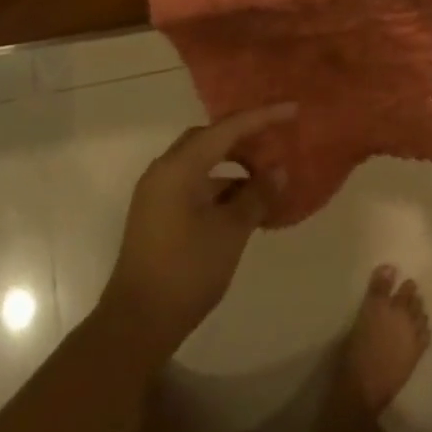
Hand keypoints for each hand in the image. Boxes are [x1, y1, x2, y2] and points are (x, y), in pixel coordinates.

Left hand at [96, 103, 298, 358]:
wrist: (138, 321)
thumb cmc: (187, 270)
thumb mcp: (230, 231)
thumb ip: (256, 195)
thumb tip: (278, 172)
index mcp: (178, 168)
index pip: (226, 129)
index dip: (262, 117)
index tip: (293, 110)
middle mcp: (164, 172)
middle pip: (210, 140)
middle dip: (245, 139)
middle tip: (278, 143)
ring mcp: (158, 193)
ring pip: (202, 163)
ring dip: (234, 166)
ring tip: (268, 179)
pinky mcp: (159, 214)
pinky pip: (195, 184)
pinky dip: (222, 187)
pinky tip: (246, 204)